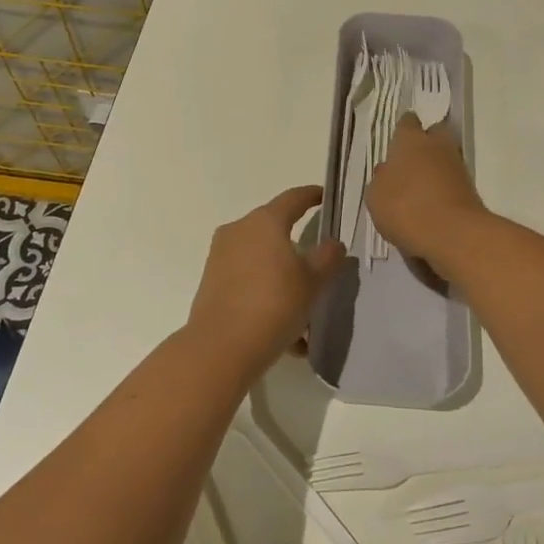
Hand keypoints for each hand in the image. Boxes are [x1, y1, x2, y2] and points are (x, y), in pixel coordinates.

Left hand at [185, 185, 343, 366]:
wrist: (221, 348)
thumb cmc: (274, 304)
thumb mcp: (313, 281)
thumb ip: (328, 257)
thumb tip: (332, 244)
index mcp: (264, 222)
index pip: (293, 198)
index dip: (311, 195)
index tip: (324, 196)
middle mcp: (238, 231)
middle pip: (274, 230)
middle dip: (297, 246)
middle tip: (319, 264)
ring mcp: (220, 257)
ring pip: (261, 261)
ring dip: (283, 278)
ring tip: (304, 311)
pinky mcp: (211, 284)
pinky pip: (247, 282)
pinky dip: (267, 297)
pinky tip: (286, 333)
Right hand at [365, 113, 488, 275]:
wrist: (452, 234)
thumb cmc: (404, 207)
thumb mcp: (376, 196)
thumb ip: (381, 179)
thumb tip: (387, 171)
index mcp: (410, 140)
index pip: (407, 122)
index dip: (402, 130)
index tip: (397, 141)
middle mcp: (437, 146)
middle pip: (435, 133)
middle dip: (426, 143)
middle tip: (411, 162)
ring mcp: (457, 166)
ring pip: (445, 158)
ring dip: (435, 168)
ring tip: (419, 190)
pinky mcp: (471, 189)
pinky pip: (453, 182)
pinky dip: (444, 189)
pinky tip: (431, 206)